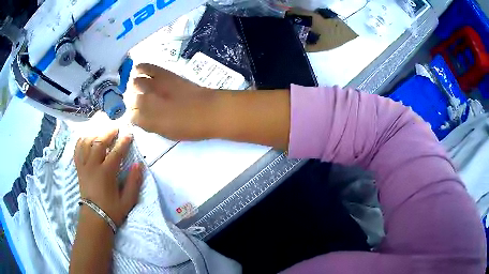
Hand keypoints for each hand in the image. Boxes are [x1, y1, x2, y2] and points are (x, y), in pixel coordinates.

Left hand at [74, 129, 142, 226]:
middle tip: (115, 126)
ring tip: (101, 128)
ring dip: (94, 133)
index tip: (129, 133)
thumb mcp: (128, 201)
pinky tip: (86, 136)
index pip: (116, 152)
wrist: (94, 218)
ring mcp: (84, 166)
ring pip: (86, 142)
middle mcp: (93, 166)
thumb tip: (138, 165)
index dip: (123, 141)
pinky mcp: (79, 168)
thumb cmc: (112, 210)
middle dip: (108, 132)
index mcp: (106, 174)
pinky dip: (81, 140)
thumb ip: (134, 182)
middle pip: (99, 142)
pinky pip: (77, 149)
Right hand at [127, 64, 218, 140]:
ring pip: (134, 83)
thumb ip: (151, 125)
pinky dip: (140, 68)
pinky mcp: (163, 74)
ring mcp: (154, 86)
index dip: (135, 117)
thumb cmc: (190, 128)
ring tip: (140, 87)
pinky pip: (146, 67)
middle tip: (142, 103)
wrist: (209, 111)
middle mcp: (145, 102)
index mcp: (146, 120)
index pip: (131, 117)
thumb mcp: (166, 133)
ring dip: (135, 86)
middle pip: (131, 99)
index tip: (140, 116)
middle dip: (134, 102)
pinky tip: (138, 69)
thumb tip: (142, 118)